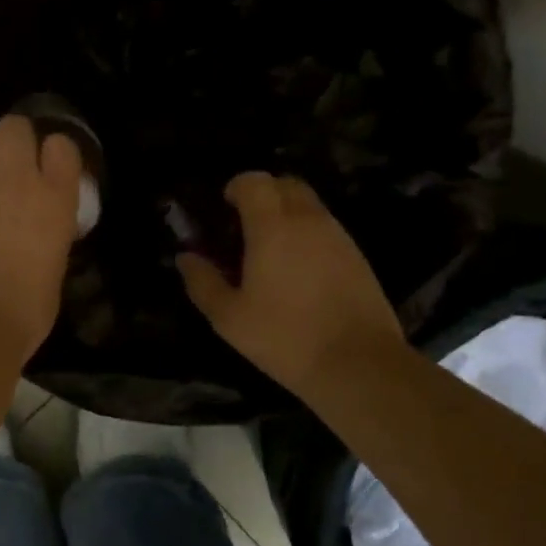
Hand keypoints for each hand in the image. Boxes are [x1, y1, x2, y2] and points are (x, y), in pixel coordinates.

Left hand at [0, 116, 83, 363]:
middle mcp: (14, 178)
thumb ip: (49, 233)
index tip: (47, 170)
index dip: (52, 154)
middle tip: (6, 168)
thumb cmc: (24, 312)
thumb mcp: (54, 266)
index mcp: (54, 197)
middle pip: (13, 126)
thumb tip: (38, 228)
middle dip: (11, 141)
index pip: (61, 145)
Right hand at [177, 172, 404, 396]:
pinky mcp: (358, 256)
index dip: (236, 187)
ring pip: (309, 205)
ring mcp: (339, 236)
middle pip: (285, 184)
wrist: (359, 364)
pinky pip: (327, 228)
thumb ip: (202, 281)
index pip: (254, 181)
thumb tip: (186, 257)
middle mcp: (308, 220)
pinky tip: (298, 271)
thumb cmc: (284, 337)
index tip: (224, 209)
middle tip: (244, 226)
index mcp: (273, 227)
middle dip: (263, 194)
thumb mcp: (229, 317)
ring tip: (270, 250)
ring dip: (287, 214)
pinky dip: (308, 234)